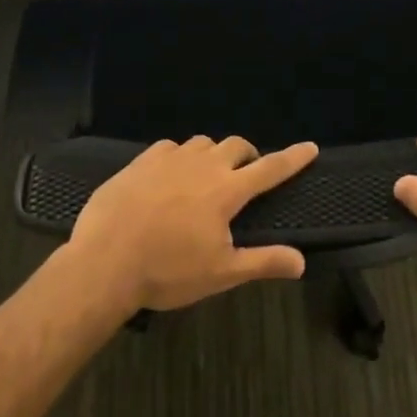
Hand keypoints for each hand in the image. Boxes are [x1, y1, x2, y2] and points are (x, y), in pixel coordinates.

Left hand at [67, 136, 318, 312]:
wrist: (106, 260)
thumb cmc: (168, 271)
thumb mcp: (220, 273)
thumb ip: (263, 262)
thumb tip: (301, 261)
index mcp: (226, 191)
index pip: (270, 168)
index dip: (293, 158)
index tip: (310, 147)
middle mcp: (203, 165)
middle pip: (236, 146)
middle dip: (248, 155)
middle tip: (248, 173)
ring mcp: (170, 158)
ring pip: (202, 143)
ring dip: (213, 154)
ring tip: (207, 176)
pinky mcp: (142, 160)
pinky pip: (170, 148)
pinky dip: (179, 157)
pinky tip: (170, 174)